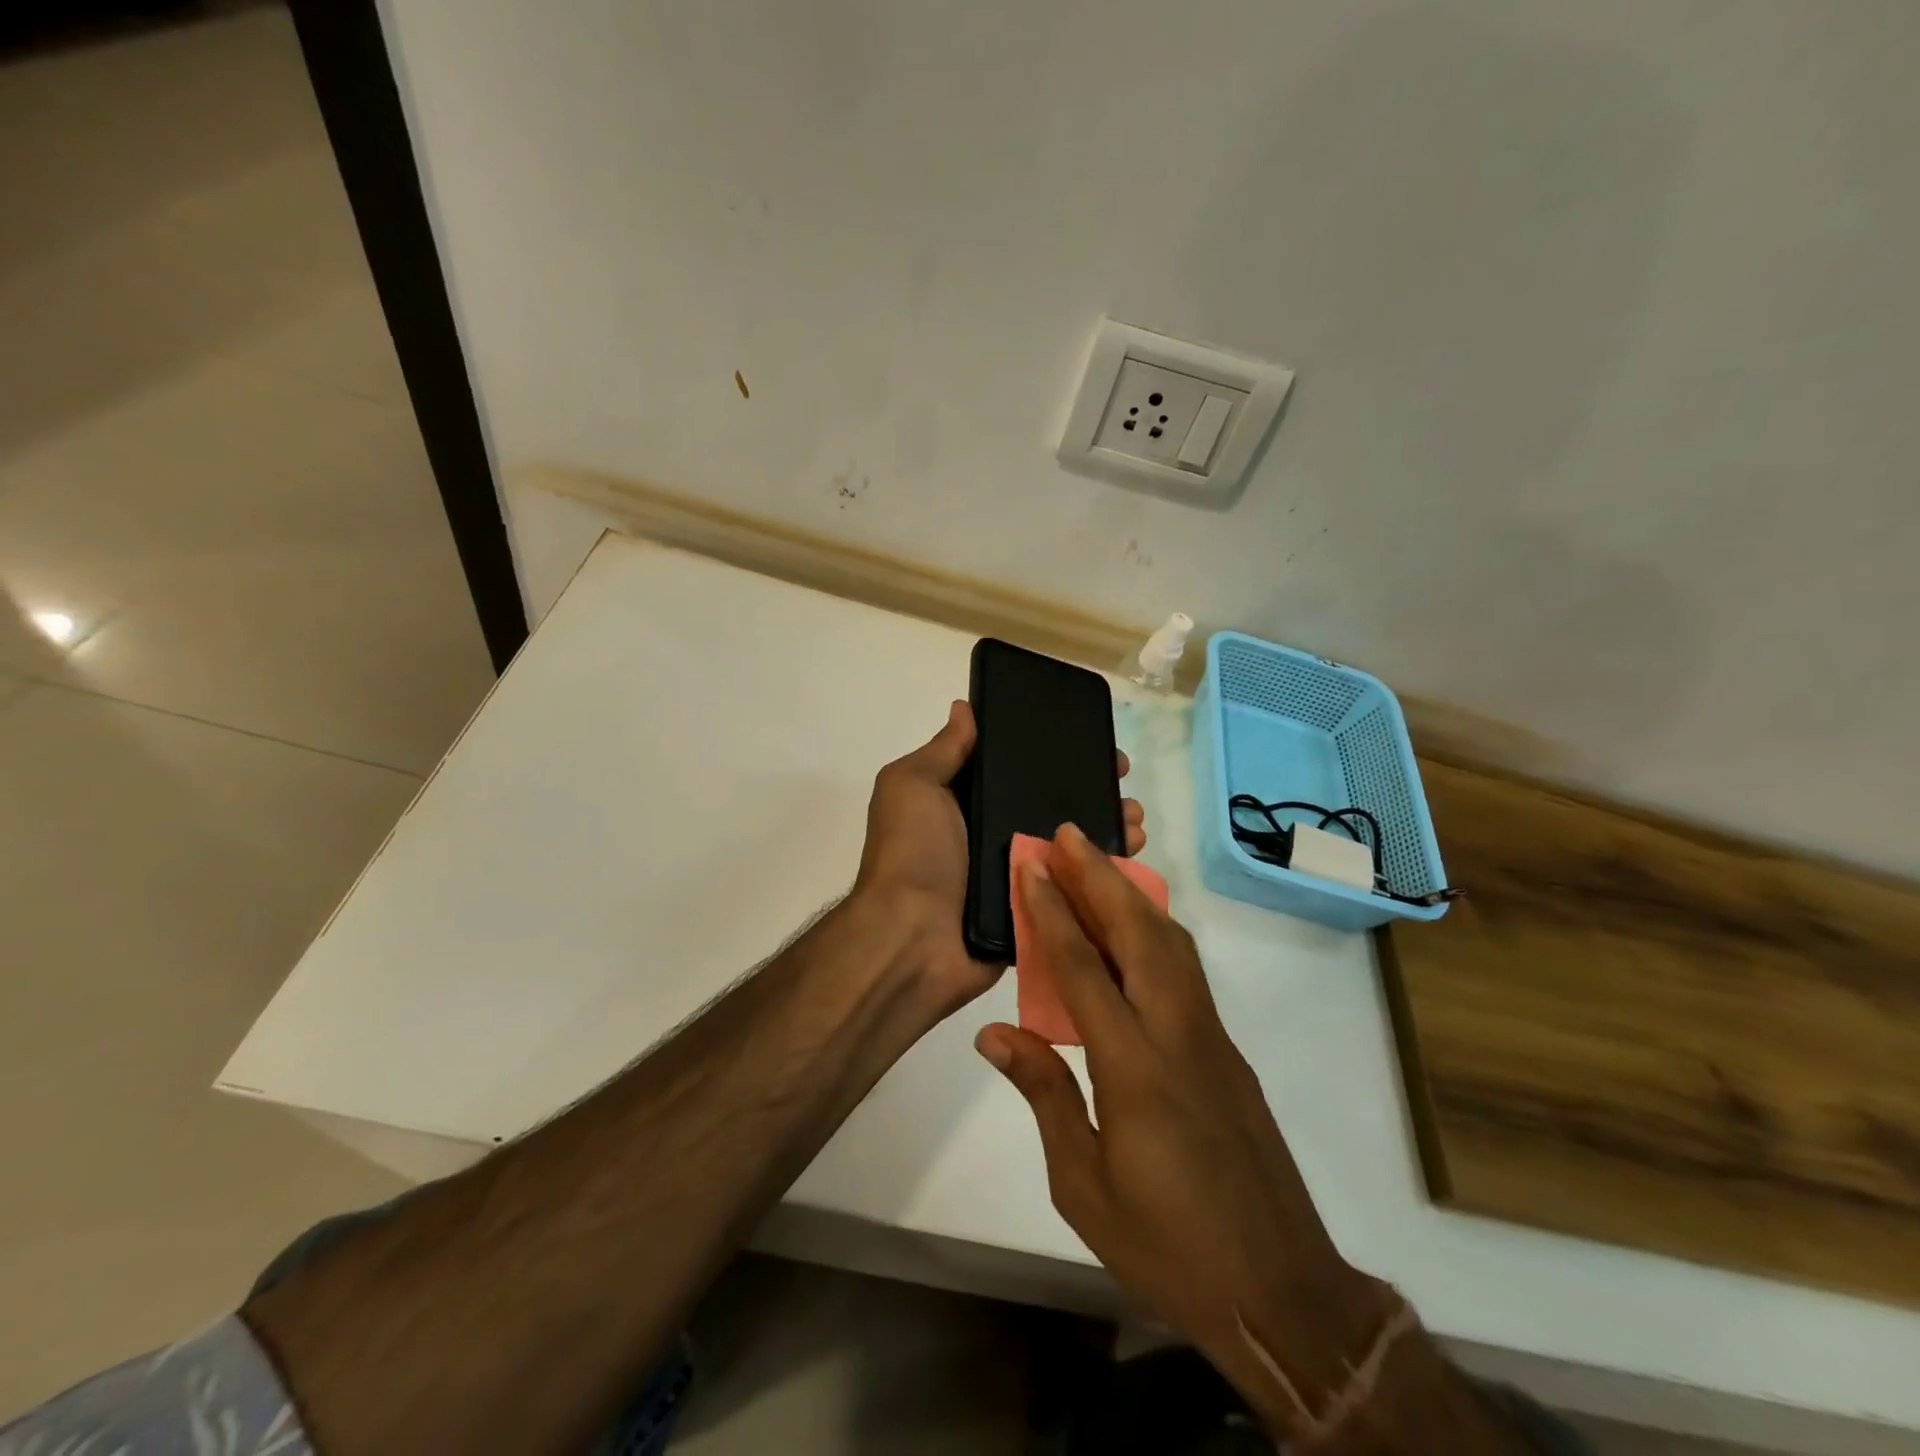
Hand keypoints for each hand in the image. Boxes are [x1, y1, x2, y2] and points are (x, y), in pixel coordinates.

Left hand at [853, 701, 1145, 1012]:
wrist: (913, 941)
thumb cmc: (912, 854)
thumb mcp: (913, 786)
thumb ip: (943, 750)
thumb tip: (964, 708)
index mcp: (965, 802)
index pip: (1015, 767)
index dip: (1050, 750)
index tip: (1089, 737)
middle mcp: (993, 833)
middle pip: (1050, 802)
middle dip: (1089, 786)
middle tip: (1122, 777)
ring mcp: (1017, 872)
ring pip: (1070, 842)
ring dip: (1106, 823)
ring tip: (1135, 815)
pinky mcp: (1037, 907)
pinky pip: (1075, 883)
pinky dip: (1104, 868)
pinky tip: (1133, 850)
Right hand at [973, 825, 1394, 1437]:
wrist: (1279, 1292)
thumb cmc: (1167, 1245)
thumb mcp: (1082, 1184)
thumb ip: (1043, 1094)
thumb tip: (995, 1032)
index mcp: (1135, 1070)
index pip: (1084, 970)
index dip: (1054, 912)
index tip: (1033, 866)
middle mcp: (1178, 1036)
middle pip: (1140, 934)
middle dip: (1101, 876)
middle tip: (1069, 834)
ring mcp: (1212, 1039)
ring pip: (1173, 944)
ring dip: (1132, 895)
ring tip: (1097, 864)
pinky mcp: (1227, 1051)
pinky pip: (1186, 971)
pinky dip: (1156, 931)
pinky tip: (1133, 930)